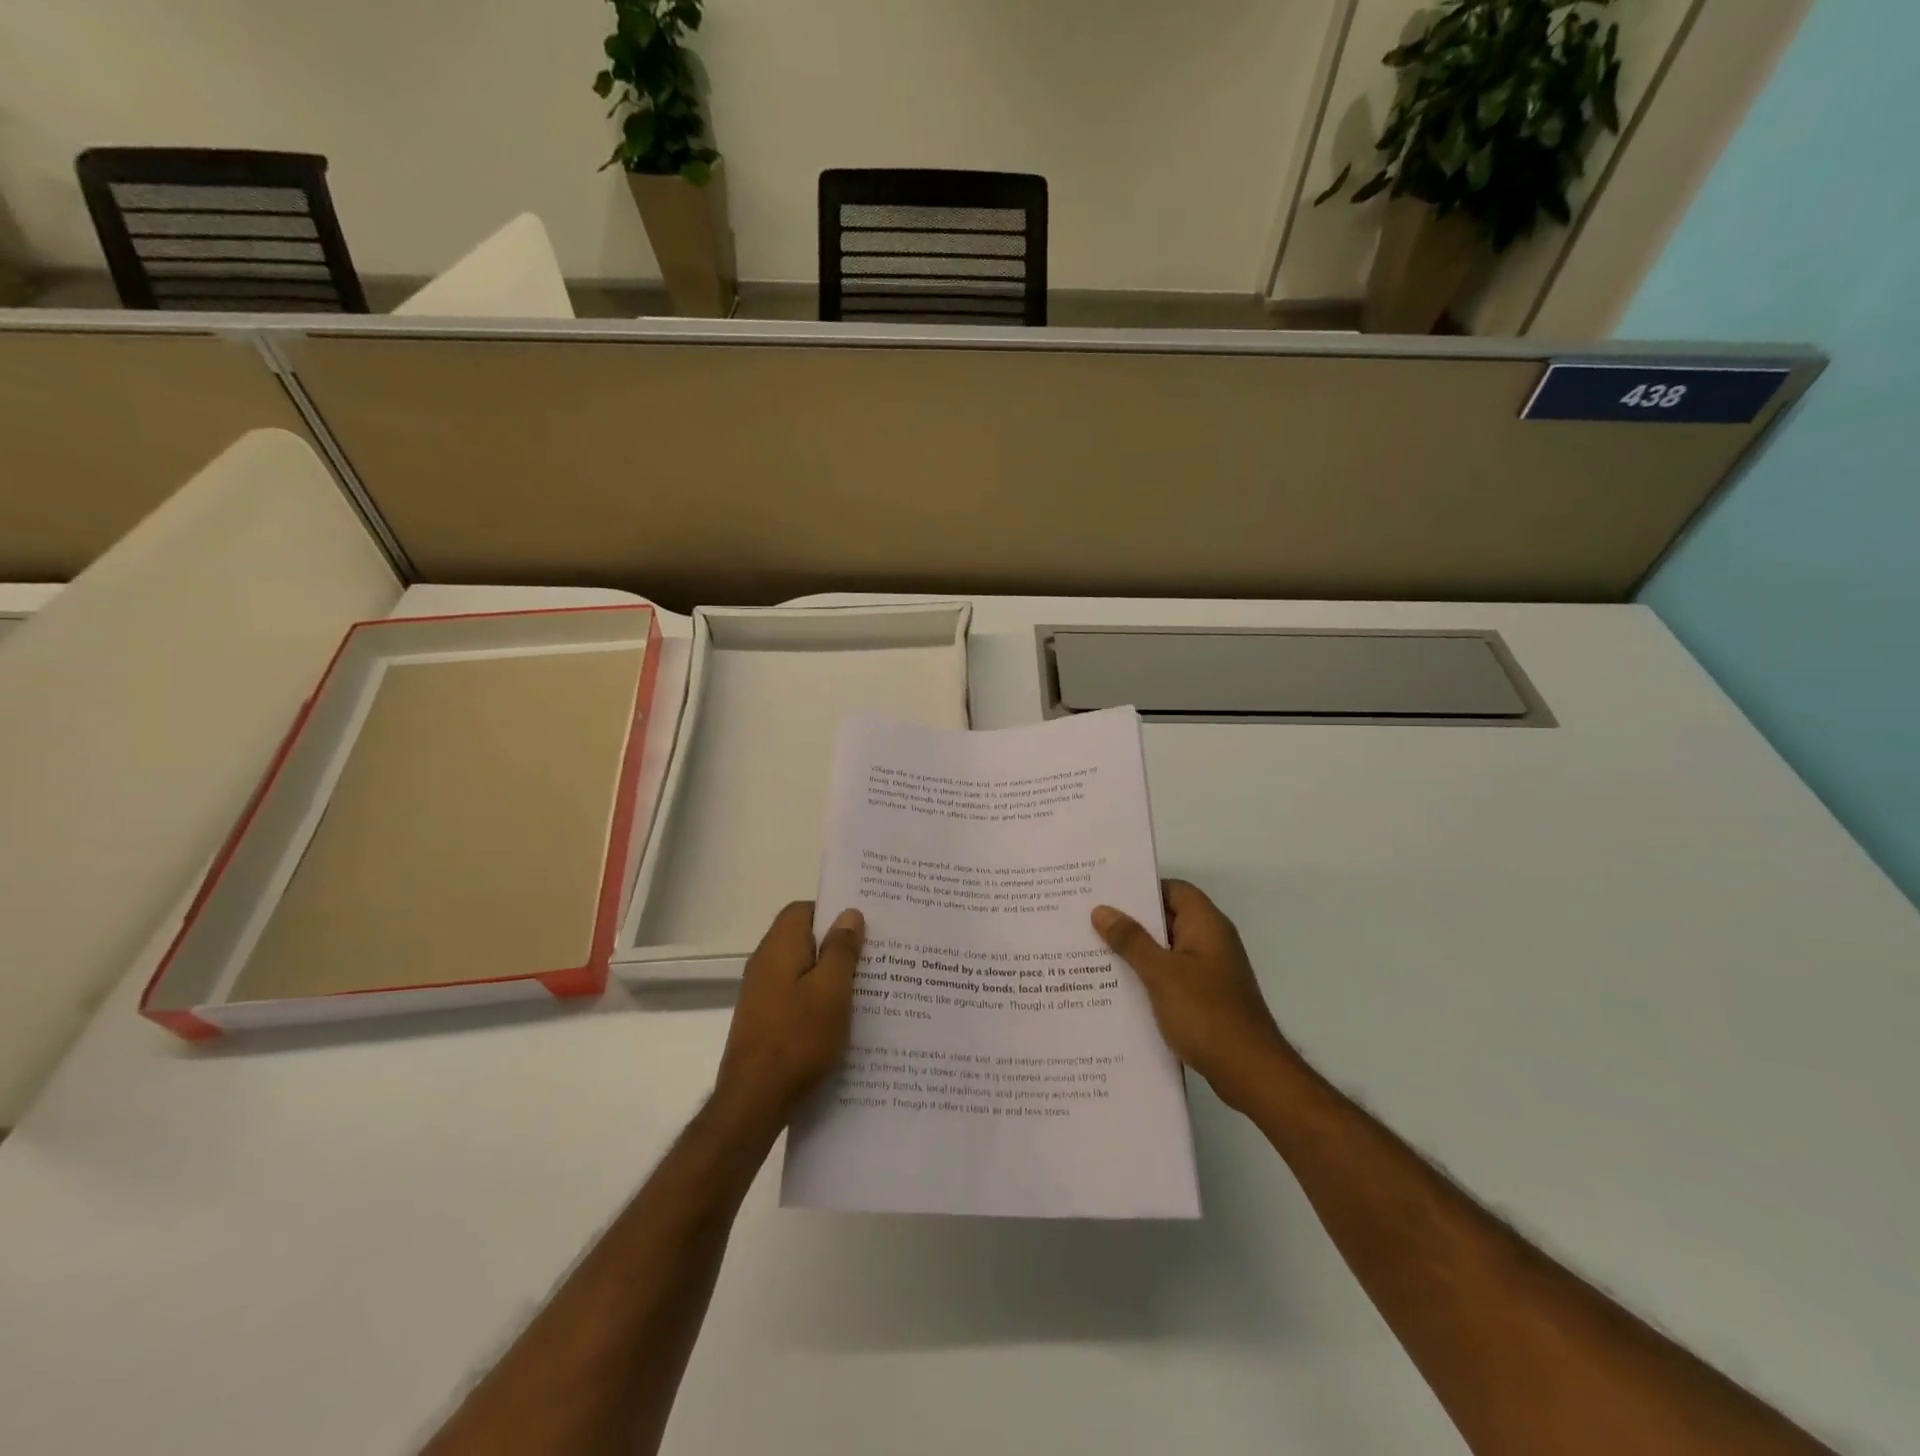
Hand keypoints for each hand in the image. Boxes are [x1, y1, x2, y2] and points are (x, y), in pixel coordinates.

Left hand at [714, 902, 863, 1134]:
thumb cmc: (798, 1040)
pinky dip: (819, 998)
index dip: (832, 912)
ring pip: (802, 969)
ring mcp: (762, 994)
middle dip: (837, 944)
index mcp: (779, 948)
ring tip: (867, 987)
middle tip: (874, 955)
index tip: (864, 925)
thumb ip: (841, 950)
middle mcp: (765, 964)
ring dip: (831, 974)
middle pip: (803, 938)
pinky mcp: (764, 1020)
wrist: (754, 1102)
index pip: (803, 909)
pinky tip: (842, 1018)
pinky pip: (797, 994)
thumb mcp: (831, 991)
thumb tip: (849, 914)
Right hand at [1093, 880, 1296, 1112]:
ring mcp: (1210, 972)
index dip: (1141, 888)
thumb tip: (1102, 910)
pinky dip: (1147, 977)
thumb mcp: (1161, 973)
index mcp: (1206, 925)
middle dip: (1131, 920)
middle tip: (1089, 920)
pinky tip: (1118, 988)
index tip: (1106, 893)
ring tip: (1094, 953)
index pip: (1173, 889)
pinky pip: (1171, 976)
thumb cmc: (1207, 1013)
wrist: (1250, 1073)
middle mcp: (1210, 942)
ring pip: (1166, 950)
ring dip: (1136, 952)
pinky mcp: (1205, 998)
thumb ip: (1131, 940)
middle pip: (1167, 918)